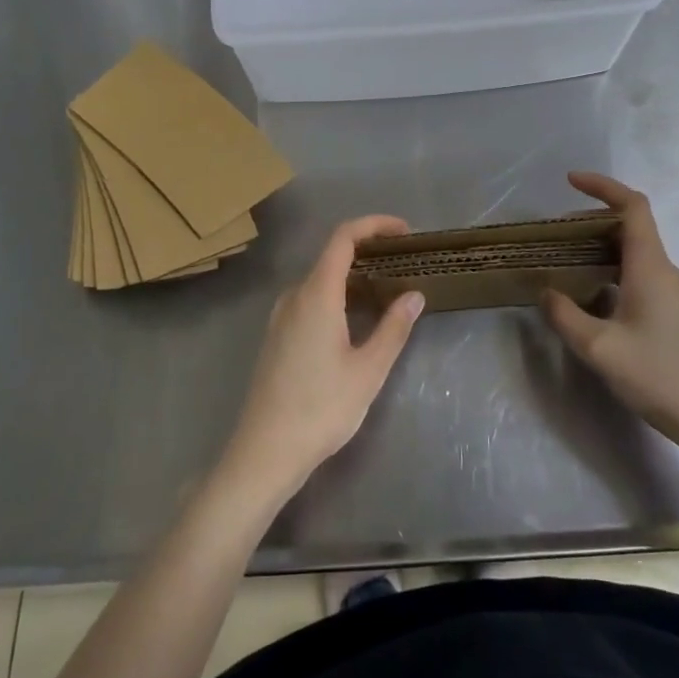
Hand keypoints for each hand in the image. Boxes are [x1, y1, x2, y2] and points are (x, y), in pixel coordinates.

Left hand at [221, 216, 425, 502]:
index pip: (343, 237)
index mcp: (317, 294)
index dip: (374, 225)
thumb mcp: (368, 370)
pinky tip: (356, 321)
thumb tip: (414, 295)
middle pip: (332, 256)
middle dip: (369, 252)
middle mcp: (294, 296)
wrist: (265, 452)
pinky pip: (310, 300)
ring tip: (387, 292)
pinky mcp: (277, 336)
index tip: (404, 232)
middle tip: (404, 265)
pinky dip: (337, 295)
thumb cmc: (321, 409)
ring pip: (321, 280)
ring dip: (354, 276)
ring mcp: (281, 316)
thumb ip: (393, 328)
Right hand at [541, 172, 678, 462]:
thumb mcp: (601, 349)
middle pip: (630, 227)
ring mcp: (674, 294)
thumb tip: (546, 292)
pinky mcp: (677, 315)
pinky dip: (611, 273)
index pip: (632, 206)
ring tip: (565, 265)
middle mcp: (665, 271)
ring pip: (634, 255)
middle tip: (555, 235)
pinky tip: (592, 302)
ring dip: (600, 250)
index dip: (602, 186)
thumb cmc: (663, 377)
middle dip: (591, 221)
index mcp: (650, 266)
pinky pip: (639, 277)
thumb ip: (566, 316)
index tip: (570, 181)